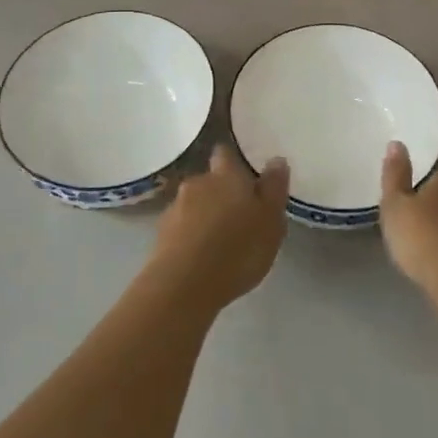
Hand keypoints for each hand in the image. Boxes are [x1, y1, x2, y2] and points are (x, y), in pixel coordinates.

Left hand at [150, 143, 289, 310]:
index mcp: (226, 174)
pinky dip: (192, 235)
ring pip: (195, 204)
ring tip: (221, 240)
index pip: (226, 152)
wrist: (183, 285)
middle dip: (221, 192)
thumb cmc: (237, 249)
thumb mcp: (271, 221)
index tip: (246, 175)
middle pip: (210, 180)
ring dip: (205, 215)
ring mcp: (175, 207)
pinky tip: (202, 257)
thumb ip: (274, 188)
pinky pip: (181, 227)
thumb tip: (276, 159)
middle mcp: (197, 182)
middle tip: (240, 215)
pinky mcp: (161, 234)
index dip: (234, 161)